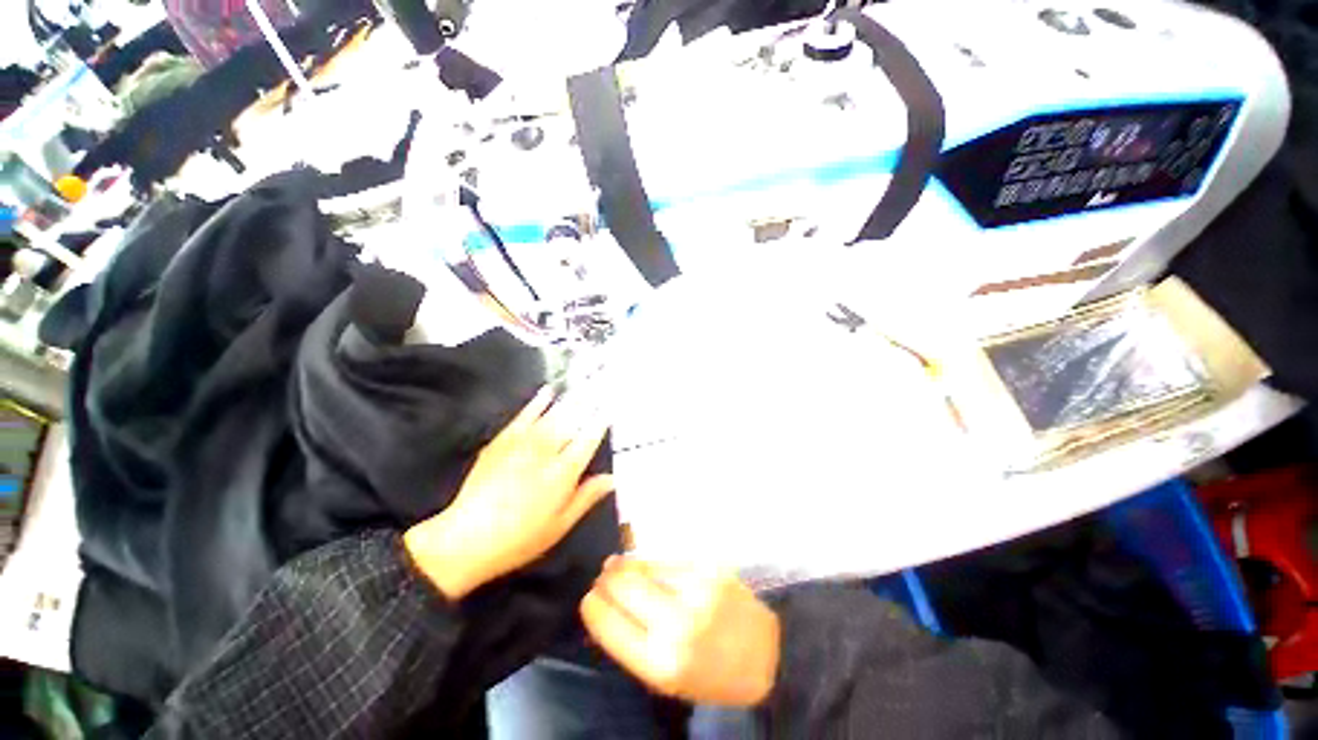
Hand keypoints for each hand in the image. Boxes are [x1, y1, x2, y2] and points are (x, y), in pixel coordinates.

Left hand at [405, 386, 614, 599]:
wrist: (465, 539)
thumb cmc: (519, 538)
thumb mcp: (560, 525)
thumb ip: (587, 497)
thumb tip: (612, 479)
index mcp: (563, 472)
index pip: (589, 439)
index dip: (601, 422)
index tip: (610, 408)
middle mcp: (546, 451)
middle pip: (573, 420)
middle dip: (589, 403)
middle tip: (601, 388)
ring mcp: (523, 443)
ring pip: (552, 414)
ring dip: (570, 398)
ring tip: (584, 384)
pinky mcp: (503, 440)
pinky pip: (524, 414)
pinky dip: (537, 401)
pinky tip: (547, 391)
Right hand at [581, 557, 780, 706]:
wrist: (765, 652)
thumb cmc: (710, 673)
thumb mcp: (666, 678)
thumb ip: (632, 644)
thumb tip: (602, 608)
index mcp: (661, 662)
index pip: (607, 623)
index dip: (592, 606)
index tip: (589, 598)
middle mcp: (677, 623)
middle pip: (623, 585)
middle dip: (606, 579)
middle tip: (603, 576)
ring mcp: (695, 588)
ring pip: (643, 566)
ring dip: (625, 565)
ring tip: (617, 565)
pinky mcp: (709, 566)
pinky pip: (666, 558)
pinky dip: (650, 562)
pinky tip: (646, 565)